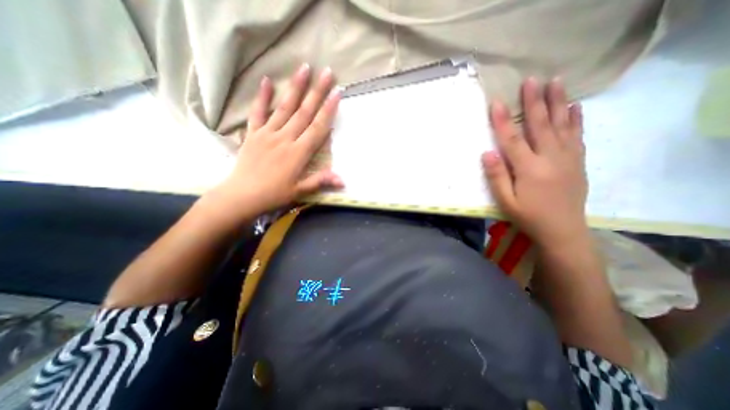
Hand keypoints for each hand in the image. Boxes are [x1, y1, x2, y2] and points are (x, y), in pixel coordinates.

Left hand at [210, 62, 344, 219]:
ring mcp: (267, 133)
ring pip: (284, 107)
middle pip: (304, 112)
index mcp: (298, 153)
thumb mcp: (300, 191)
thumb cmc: (274, 194)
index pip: (317, 128)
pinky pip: (258, 112)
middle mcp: (285, 138)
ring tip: (304, 68)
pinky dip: (262, 97)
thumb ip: (320, 181)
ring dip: (295, 87)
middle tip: (327, 73)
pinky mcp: (253, 133)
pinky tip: (266, 81)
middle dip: (317, 92)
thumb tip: (343, 180)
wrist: (242, 195)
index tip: (337, 93)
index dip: (328, 111)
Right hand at [483, 76, 589, 245]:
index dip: (503, 121)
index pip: (512, 139)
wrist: (563, 230)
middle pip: (540, 125)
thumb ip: (496, 176)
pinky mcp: (577, 161)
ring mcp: (568, 158)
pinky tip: (575, 106)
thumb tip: (487, 153)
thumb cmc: (528, 216)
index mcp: (529, 169)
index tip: (497, 102)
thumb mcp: (505, 201)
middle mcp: (550, 158)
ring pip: (562, 125)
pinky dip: (576, 119)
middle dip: (534, 101)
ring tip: (556, 82)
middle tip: (531, 79)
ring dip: (558, 102)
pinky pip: (577, 135)